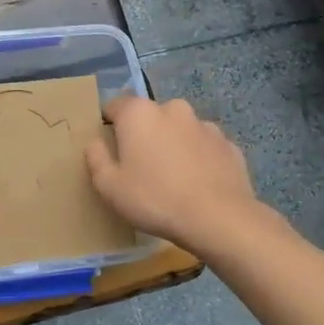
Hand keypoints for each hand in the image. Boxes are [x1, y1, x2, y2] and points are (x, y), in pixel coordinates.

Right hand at [85, 95, 264, 253]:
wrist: (217, 218)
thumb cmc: (155, 199)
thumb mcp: (110, 187)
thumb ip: (96, 159)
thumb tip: (95, 143)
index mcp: (139, 113)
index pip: (115, 106)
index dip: (109, 125)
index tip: (110, 149)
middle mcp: (173, 109)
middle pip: (150, 117)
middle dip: (144, 135)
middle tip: (141, 168)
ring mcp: (204, 125)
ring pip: (179, 130)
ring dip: (173, 145)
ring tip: (172, 179)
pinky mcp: (228, 144)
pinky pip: (204, 147)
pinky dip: (198, 159)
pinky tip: (197, 184)